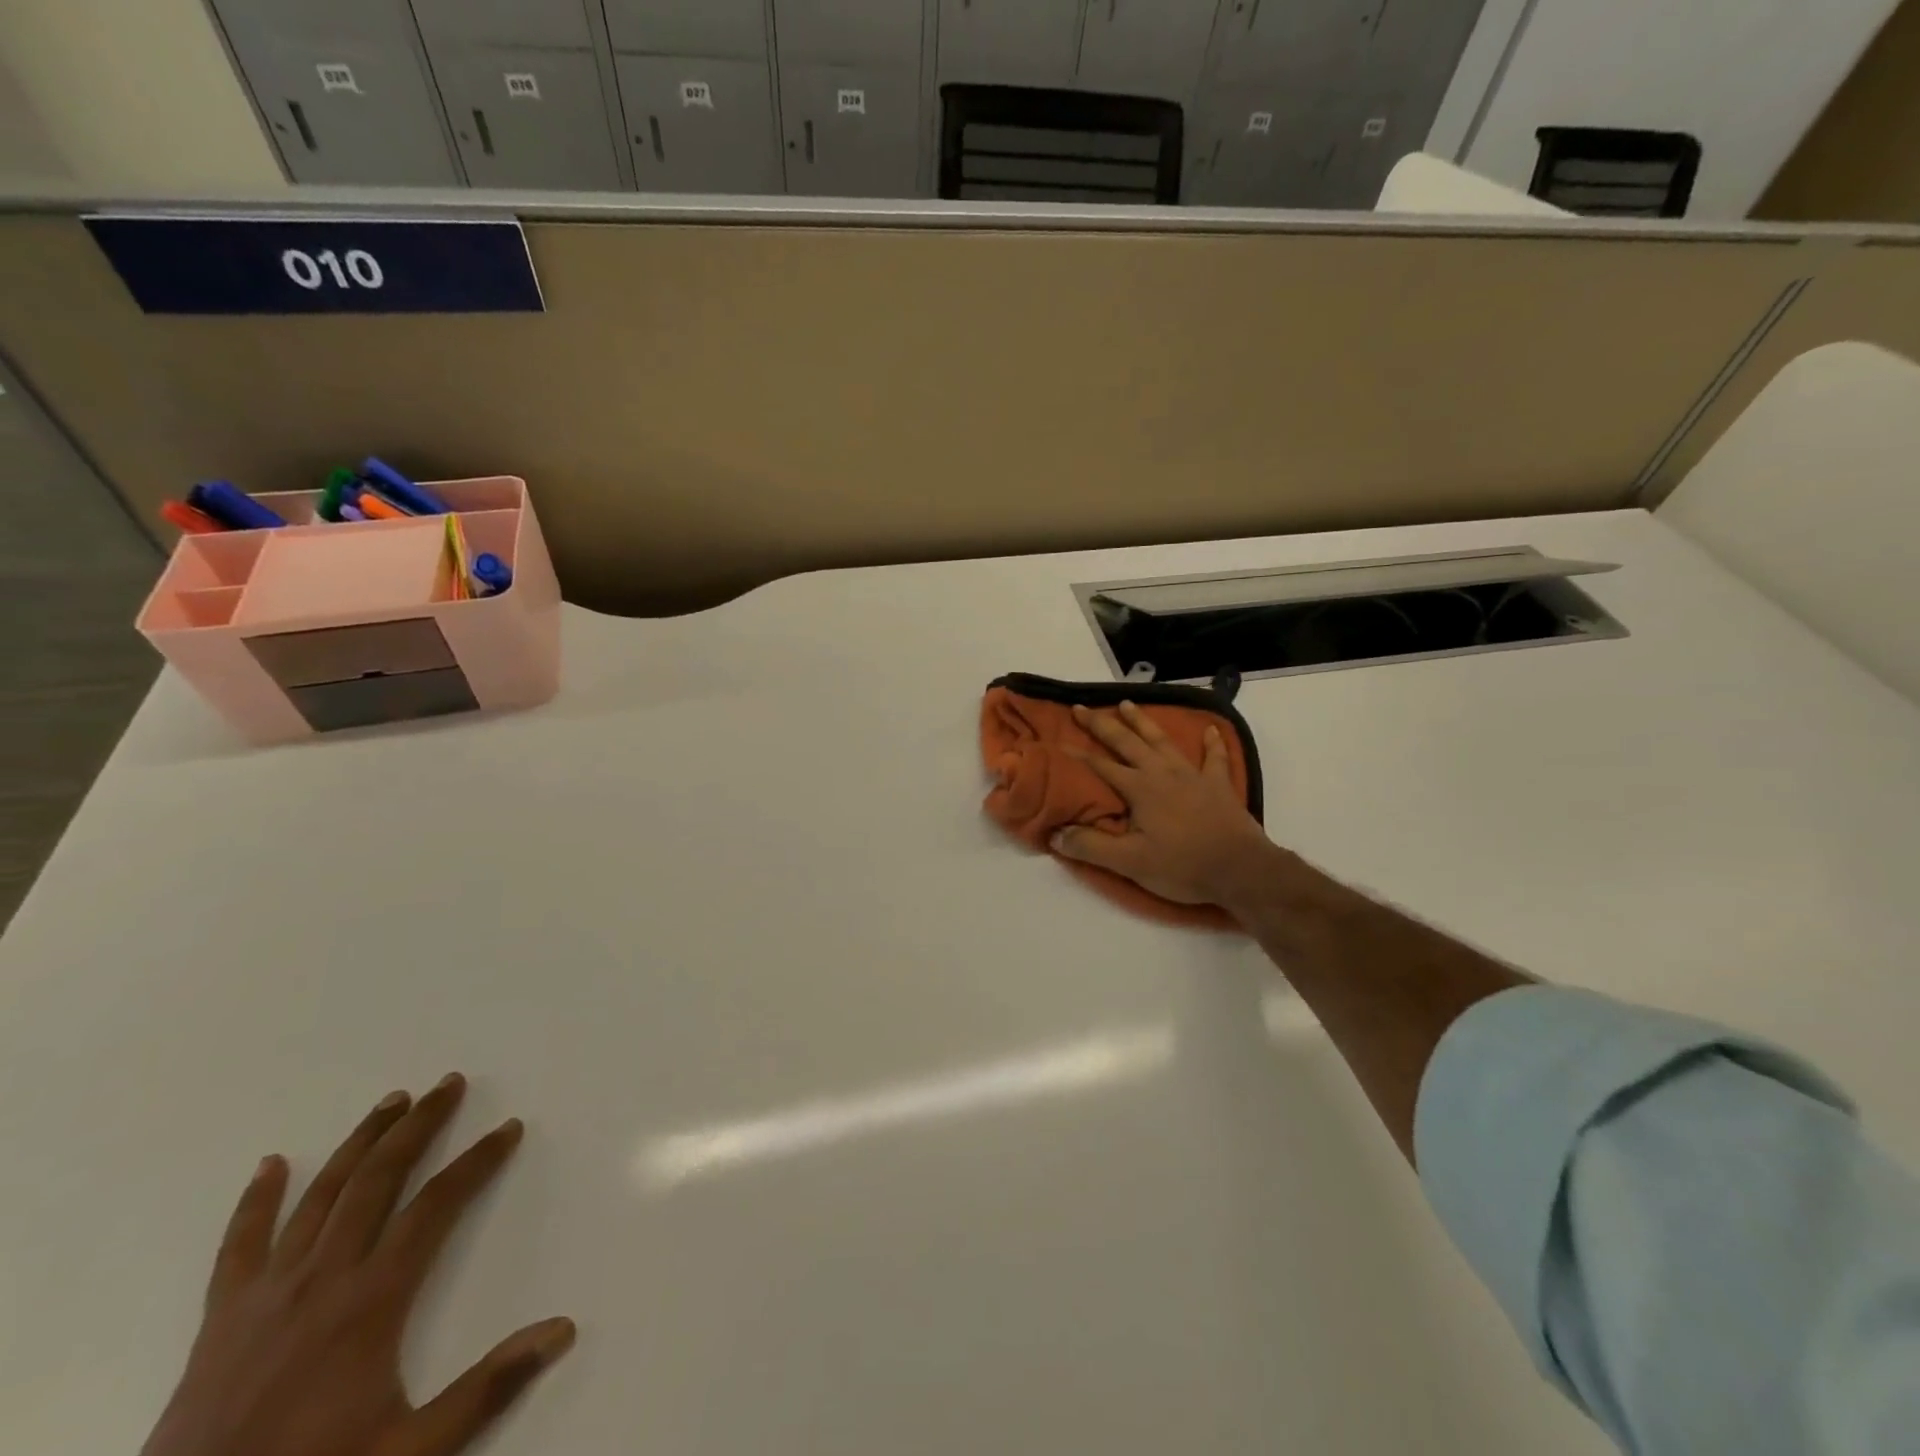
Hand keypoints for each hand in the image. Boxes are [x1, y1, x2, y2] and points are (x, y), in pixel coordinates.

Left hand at [141, 1074, 574, 1455]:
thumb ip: (486, 1388)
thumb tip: (563, 1329)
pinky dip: (257, 1201)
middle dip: (419, 1125)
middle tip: (449, 1084)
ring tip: (392, 1101)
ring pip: (321, 1195)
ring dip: (360, 1142)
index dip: (477, 1161)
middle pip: (379, 1179)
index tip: (509, 1129)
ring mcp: (267, 1293)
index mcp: (372, 1299)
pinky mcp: (222, 1318)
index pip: (437, 1205)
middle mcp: (323, 1277)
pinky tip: (271, 1165)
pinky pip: (239, 1246)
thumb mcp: (409, 1450)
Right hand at [1055, 701, 1280, 906]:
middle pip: (1127, 742)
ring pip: (1162, 740)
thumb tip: (1055, 835)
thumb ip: (1091, 847)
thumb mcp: (1130, 863)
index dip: (1077, 755)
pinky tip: (1210, 730)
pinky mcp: (1218, 784)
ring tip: (1126, 704)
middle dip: (1102, 725)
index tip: (1057, 743)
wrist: (1241, 870)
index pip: (1101, 767)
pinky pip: (1214, 757)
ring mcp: (1193, 774)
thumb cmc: (1183, 866)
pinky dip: (1212, 742)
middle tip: (1082, 709)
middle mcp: (1163, 772)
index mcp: (1140, 788)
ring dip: (1143, 722)